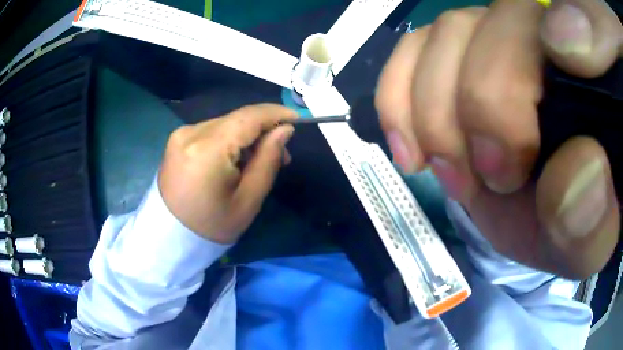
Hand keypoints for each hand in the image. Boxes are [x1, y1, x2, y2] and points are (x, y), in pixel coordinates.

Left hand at [158, 104, 295, 243]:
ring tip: (258, 161)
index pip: (248, 117)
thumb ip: (268, 159)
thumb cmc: (212, 226)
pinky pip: (212, 131)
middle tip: (281, 153)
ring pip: (225, 124)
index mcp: (207, 149)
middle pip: (237, 119)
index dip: (276, 113)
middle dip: (263, 130)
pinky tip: (235, 159)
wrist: (170, 237)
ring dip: (246, 136)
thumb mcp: (248, 200)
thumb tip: (284, 129)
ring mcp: (181, 135)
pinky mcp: (177, 140)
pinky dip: (229, 139)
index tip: (297, 118)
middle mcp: (191, 133)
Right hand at [376, 0, 621, 277]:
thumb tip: (581, 168)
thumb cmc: (570, 229)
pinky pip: (414, 46)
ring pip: (454, 29)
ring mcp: (500, 37)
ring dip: (439, 108)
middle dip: (489, 99)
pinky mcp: (458, 52)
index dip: (585, 25)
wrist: (531, 216)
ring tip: (453, 173)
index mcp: (602, 85)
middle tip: (491, 175)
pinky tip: (413, 146)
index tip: (567, 66)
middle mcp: (553, 41)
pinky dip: (399, 93)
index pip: (592, 24)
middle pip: (510, 18)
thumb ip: (594, 221)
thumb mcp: (587, 245)